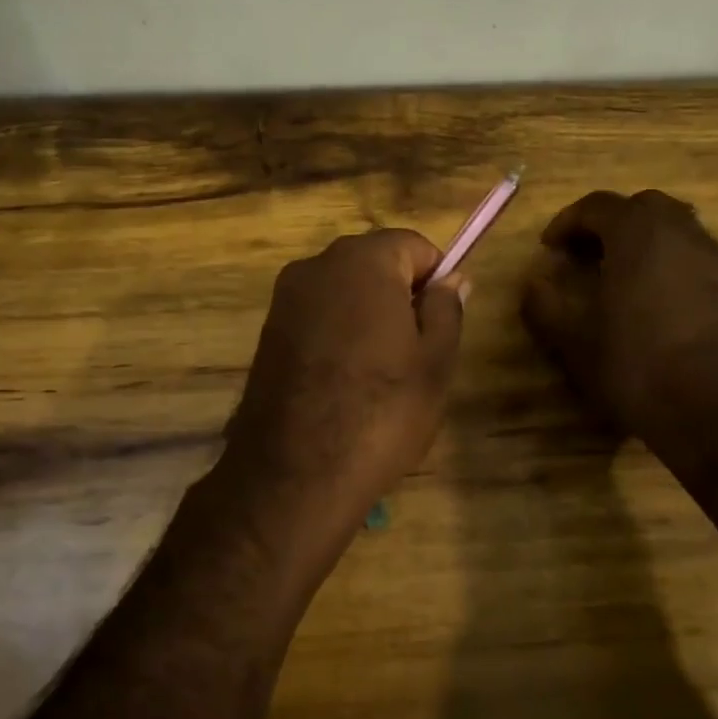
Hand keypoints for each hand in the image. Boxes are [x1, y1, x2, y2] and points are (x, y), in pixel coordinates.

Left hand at [219, 229, 466, 561]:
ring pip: (343, 292)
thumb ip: (446, 308)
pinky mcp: (267, 333)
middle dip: (399, 295)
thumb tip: (450, 279)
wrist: (295, 473)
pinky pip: (317, 317)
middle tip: (415, 353)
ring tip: (379, 374)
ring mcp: (285, 299)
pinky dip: (336, 336)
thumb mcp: (436, 361)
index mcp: (362, 260)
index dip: (435, 279)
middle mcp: (316, 266)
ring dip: (366, 317)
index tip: (440, 324)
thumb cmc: (381, 411)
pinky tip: (344, 382)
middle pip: (374, 263)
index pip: (413, 245)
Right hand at [522, 190, 717, 448]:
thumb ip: (546, 305)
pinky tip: (652, 298)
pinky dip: (667, 261)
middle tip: (584, 253)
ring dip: (641, 240)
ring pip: (674, 227)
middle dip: (608, 222)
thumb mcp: (574, 341)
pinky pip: (693, 255)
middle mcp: (681, 234)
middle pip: (641, 206)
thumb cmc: (637, 368)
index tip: (549, 247)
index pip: (597, 205)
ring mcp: (713, 259)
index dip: (567, 222)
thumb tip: (534, 283)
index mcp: (638, 235)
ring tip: (617, 273)